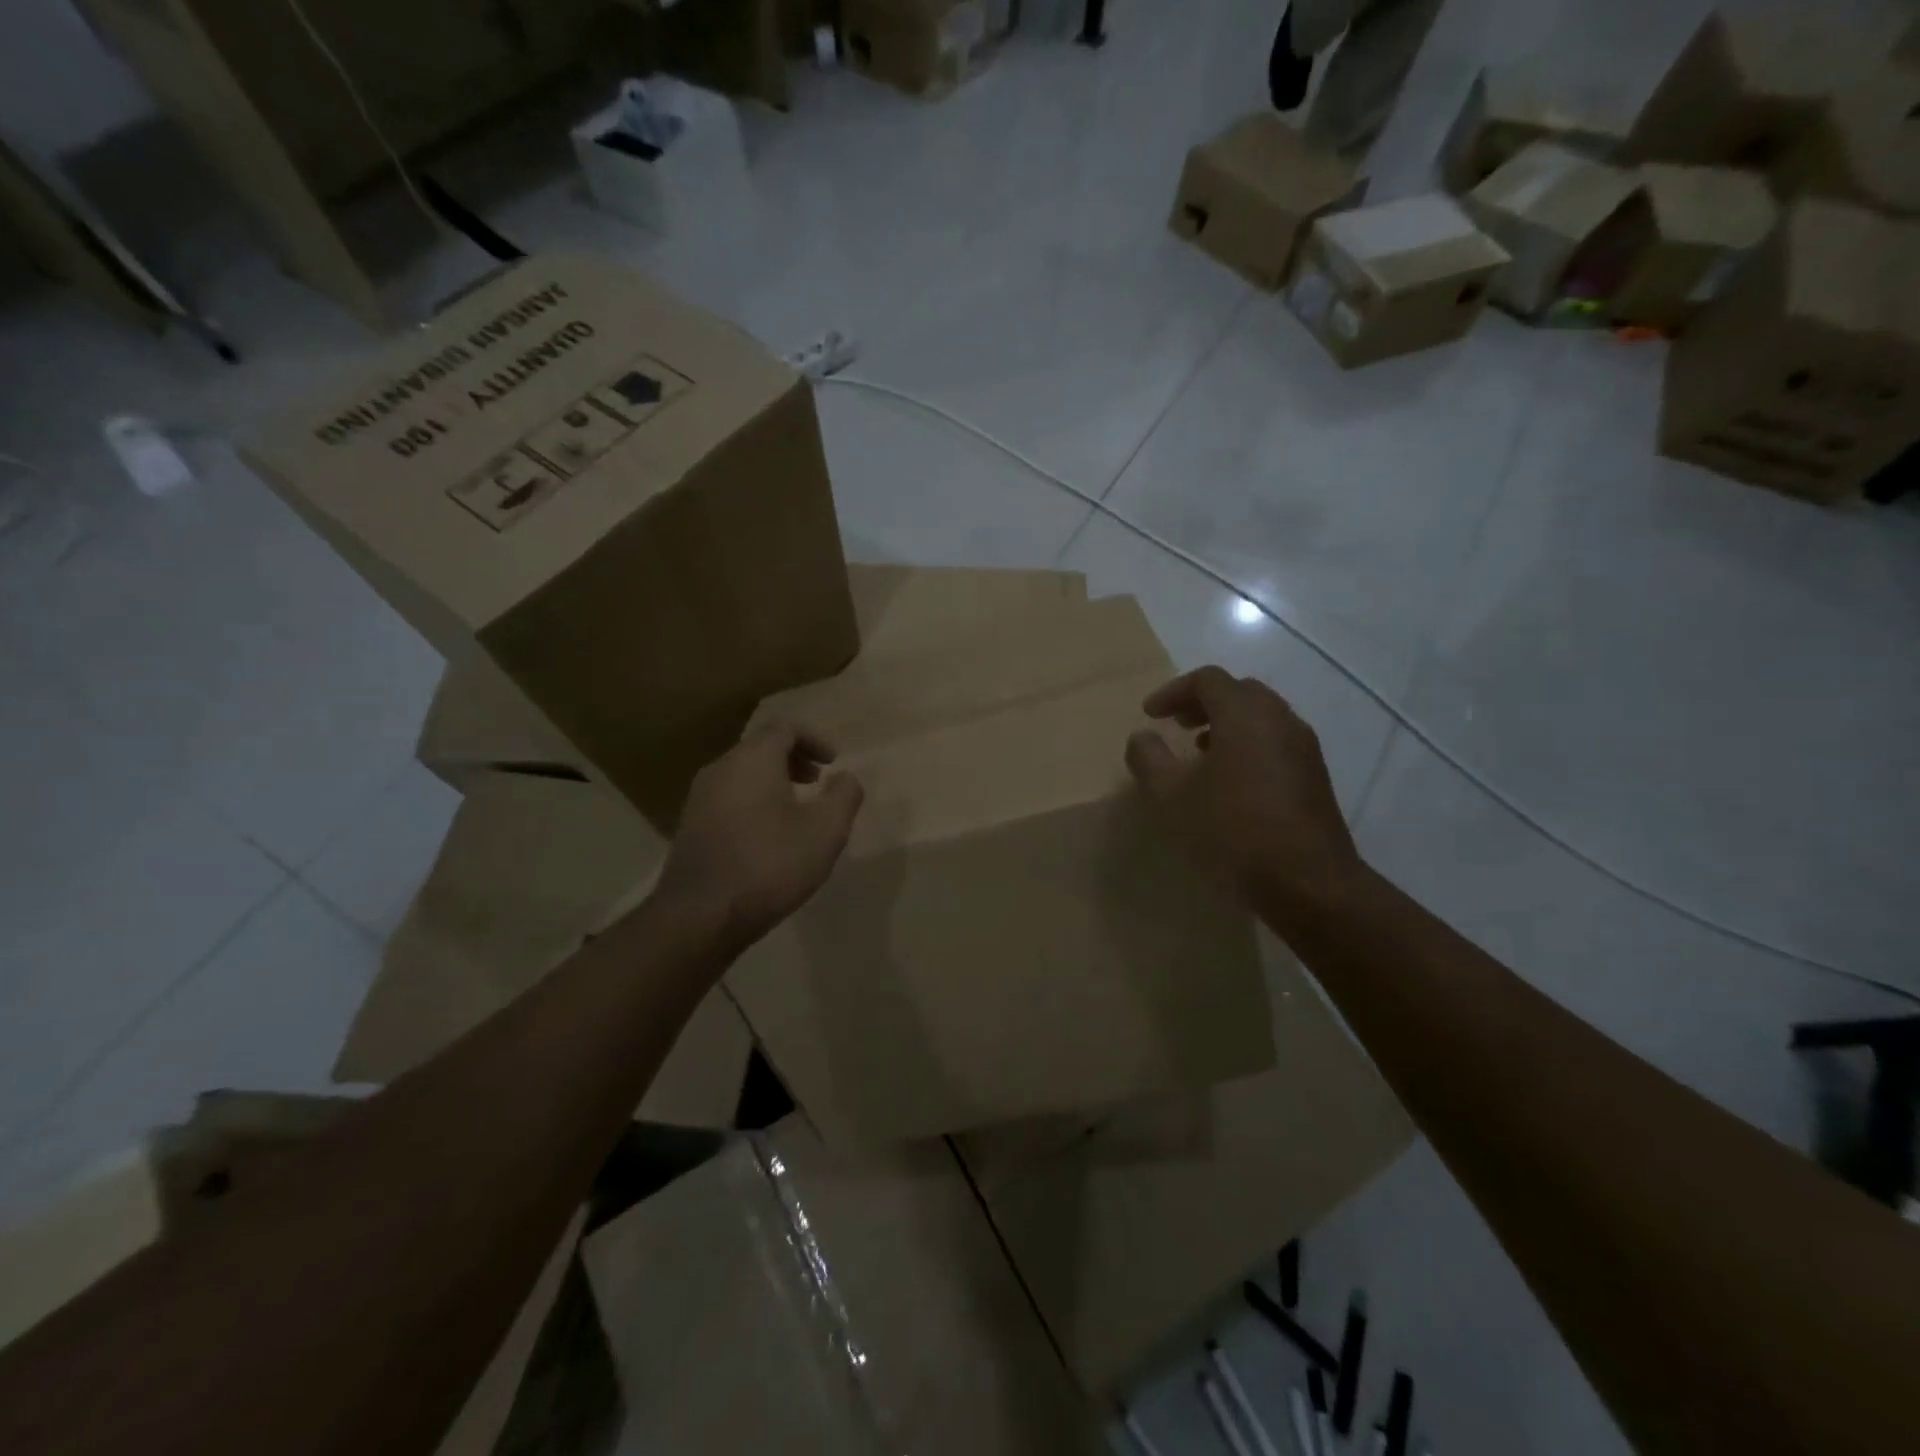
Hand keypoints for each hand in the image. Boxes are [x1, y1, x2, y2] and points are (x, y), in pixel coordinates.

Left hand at [656, 723, 864, 948]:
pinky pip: (729, 796)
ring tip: (796, 810)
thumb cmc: (769, 865)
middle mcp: (721, 768)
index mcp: (752, 759)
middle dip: (794, 758)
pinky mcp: (691, 826)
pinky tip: (769, 835)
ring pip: (743, 773)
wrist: (700, 915)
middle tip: (818, 782)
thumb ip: (844, 796)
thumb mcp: (825, 831)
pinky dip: (754, 800)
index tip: (833, 763)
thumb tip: (846, 778)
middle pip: (760, 747)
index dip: (814, 738)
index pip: (785, 727)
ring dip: (774, 780)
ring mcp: (700, 797)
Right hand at [1124, 667, 1367, 927]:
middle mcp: (1280, 720)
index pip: (1208, 680)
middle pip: (1239, 692)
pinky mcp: (1314, 777)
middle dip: (1203, 703)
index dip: (1173, 691)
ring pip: (1261, 718)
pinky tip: (1230, 782)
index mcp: (1245, 715)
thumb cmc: (1231, 830)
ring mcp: (1303, 749)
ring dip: (1226, 725)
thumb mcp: (1170, 797)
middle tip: (1176, 724)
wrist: (1307, 882)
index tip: (1150, 714)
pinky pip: (1275, 743)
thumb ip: (1149, 759)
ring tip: (1199, 752)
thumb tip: (1142, 737)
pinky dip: (1248, 745)